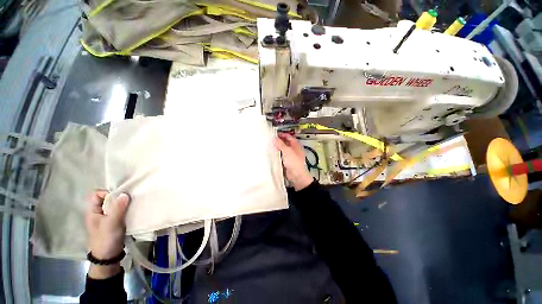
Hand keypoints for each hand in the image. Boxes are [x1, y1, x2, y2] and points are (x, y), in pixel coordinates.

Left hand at [86, 190, 129, 278]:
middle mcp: (99, 212)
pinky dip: (127, 209)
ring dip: (124, 203)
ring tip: (134, 204)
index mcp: (93, 211)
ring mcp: (107, 217)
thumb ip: (117, 209)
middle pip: (107, 198)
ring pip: (115, 204)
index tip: (120, 197)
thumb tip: (125, 193)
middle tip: (130, 199)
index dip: (107, 193)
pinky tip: (134, 210)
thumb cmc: (106, 240)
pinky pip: (121, 210)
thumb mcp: (111, 224)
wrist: (109, 257)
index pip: (96, 194)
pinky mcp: (116, 221)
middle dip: (119, 197)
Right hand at [274, 133, 313, 190]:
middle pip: (285, 142)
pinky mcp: (286, 161)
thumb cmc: (294, 162)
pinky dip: (276, 154)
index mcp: (296, 145)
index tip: (274, 134)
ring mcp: (289, 155)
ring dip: (276, 147)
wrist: (296, 175)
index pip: (288, 136)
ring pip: (282, 149)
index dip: (282, 134)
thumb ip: (280, 144)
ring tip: (268, 145)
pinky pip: (280, 155)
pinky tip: (270, 153)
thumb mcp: (287, 151)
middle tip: (270, 140)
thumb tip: (274, 138)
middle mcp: (293, 149)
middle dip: (278, 141)